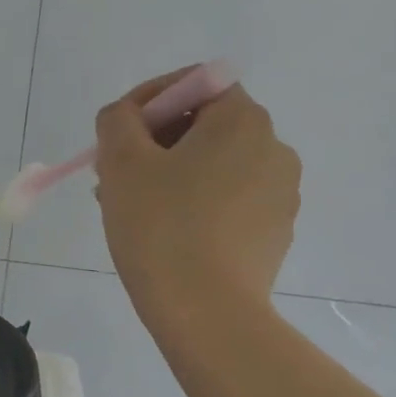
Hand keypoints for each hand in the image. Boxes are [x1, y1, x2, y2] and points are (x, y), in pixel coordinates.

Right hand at [94, 67, 300, 316]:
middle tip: (114, 172)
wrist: (207, 313)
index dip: (150, 99)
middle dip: (155, 141)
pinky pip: (228, 200)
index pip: (197, 83)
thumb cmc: (161, 227)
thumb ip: (118, 119)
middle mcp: (274, 149)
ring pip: (214, 166)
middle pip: (205, 125)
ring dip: (171, 174)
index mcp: (243, 121)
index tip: (117, 133)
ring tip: (132, 207)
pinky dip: (195, 204)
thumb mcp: (121, 161)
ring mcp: (280, 194)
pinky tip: (165, 234)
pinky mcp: (275, 233)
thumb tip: (128, 117)